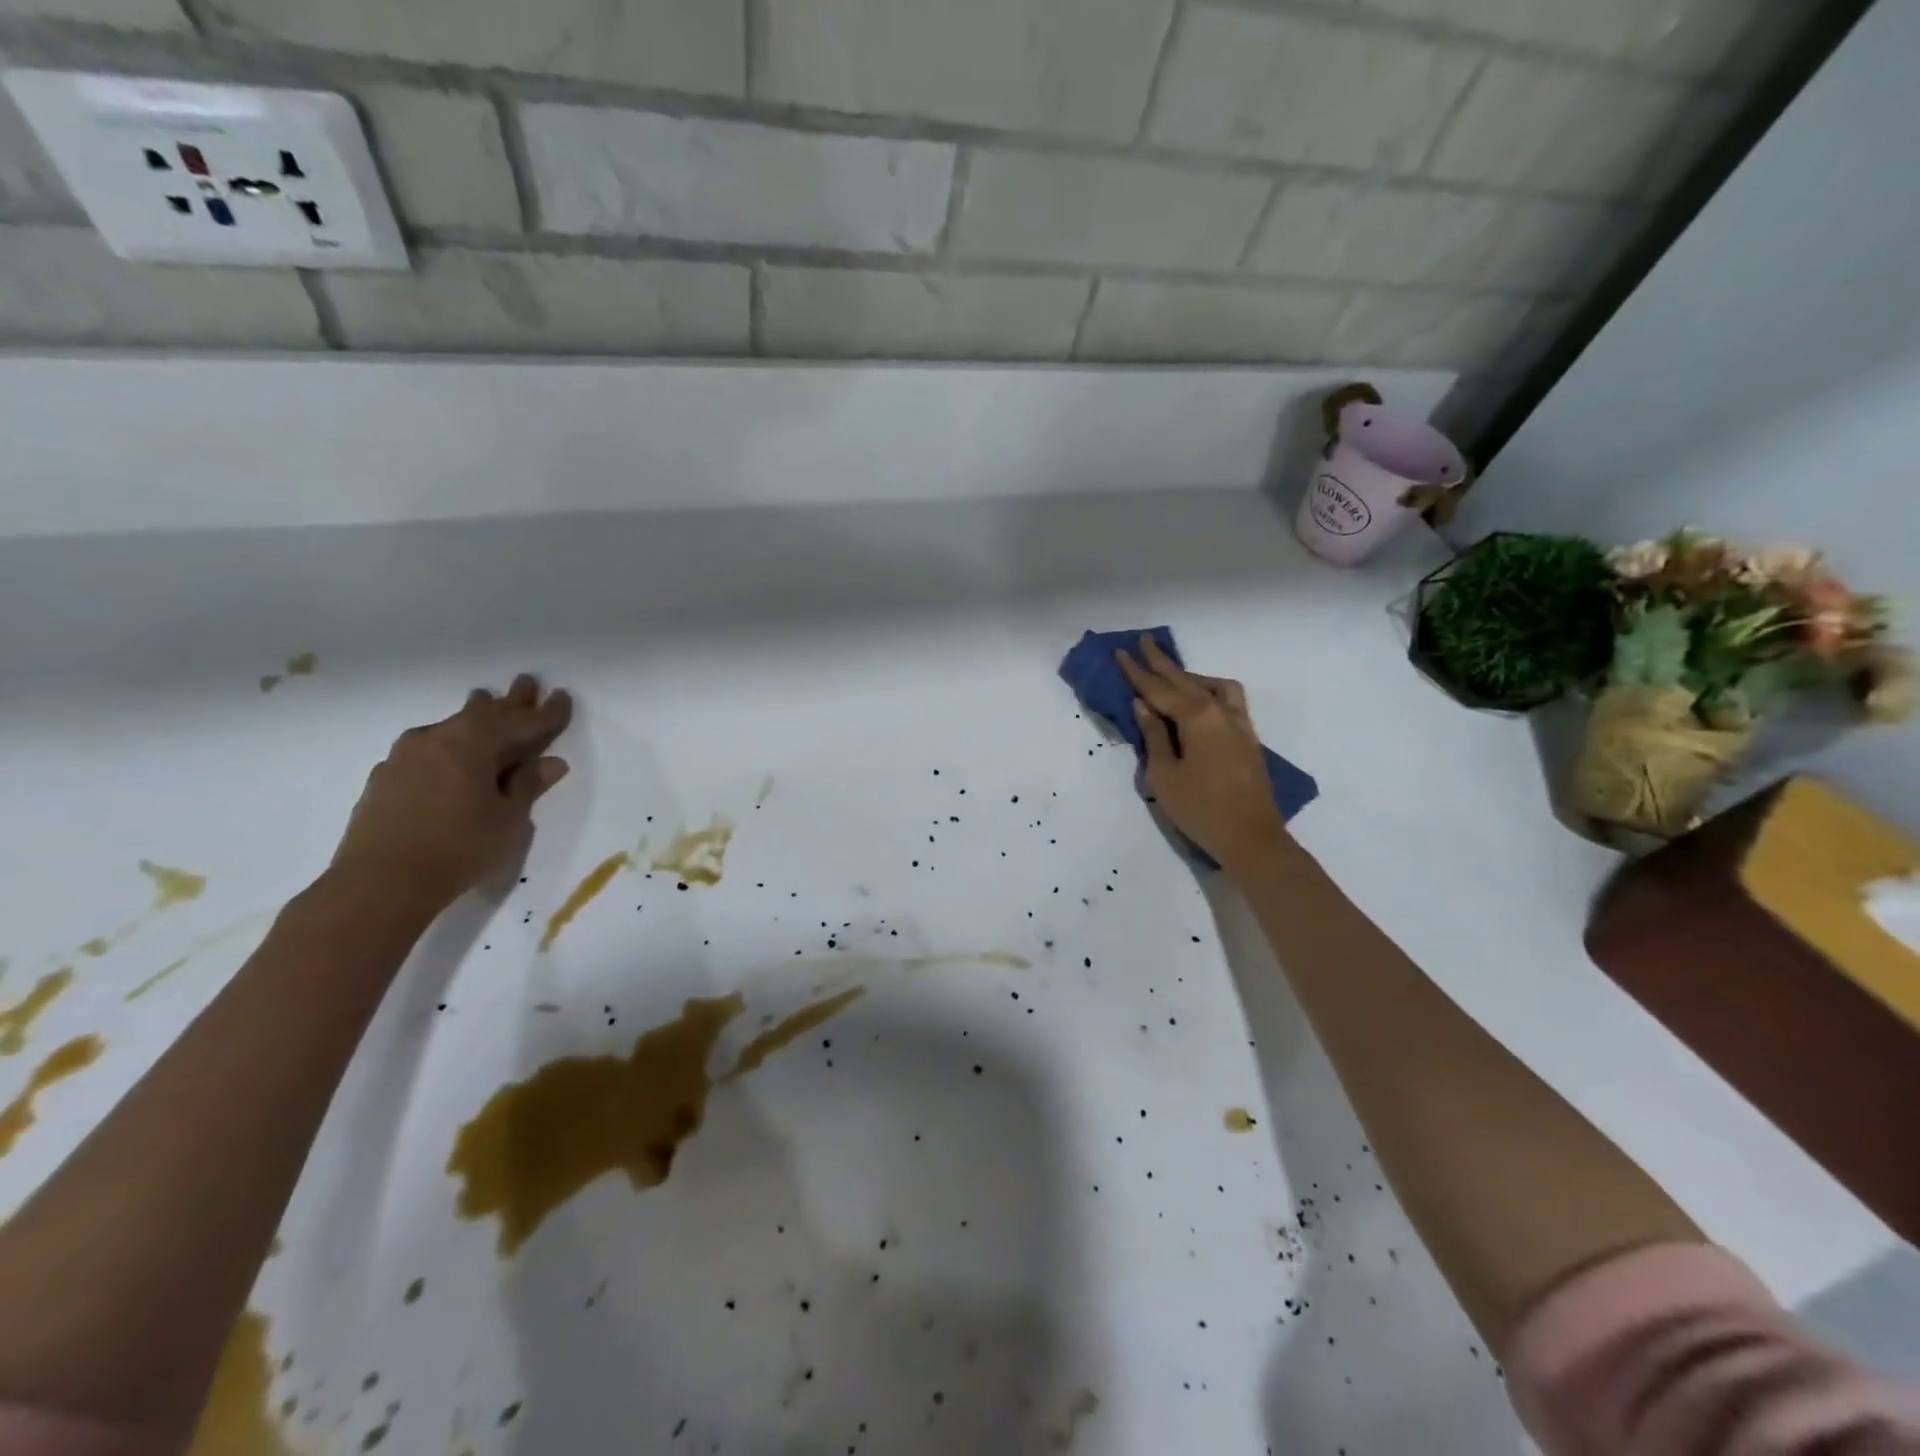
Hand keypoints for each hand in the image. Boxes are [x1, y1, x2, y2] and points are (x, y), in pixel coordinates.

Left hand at [330, 675, 573, 914]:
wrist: (378, 885)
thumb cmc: (458, 849)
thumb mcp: (507, 819)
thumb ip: (527, 785)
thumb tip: (550, 762)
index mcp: (473, 743)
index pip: (521, 721)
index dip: (547, 712)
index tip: (563, 697)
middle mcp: (437, 738)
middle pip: (482, 713)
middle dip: (510, 701)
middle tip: (527, 683)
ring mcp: (405, 756)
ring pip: (451, 727)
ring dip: (475, 718)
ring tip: (486, 705)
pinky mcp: (386, 776)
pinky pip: (428, 748)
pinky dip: (450, 745)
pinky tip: (451, 755)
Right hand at [1117, 636, 1287, 874]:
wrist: (1251, 837)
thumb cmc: (1201, 809)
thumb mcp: (1165, 775)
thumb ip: (1154, 736)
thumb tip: (1144, 706)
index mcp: (1197, 717)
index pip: (1159, 689)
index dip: (1137, 672)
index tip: (1121, 652)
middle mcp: (1221, 712)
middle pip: (1185, 681)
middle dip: (1162, 662)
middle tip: (1143, 642)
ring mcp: (1239, 724)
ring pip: (1214, 686)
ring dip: (1190, 676)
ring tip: (1172, 675)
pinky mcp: (1247, 738)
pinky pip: (1228, 699)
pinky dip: (1209, 691)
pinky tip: (1200, 701)